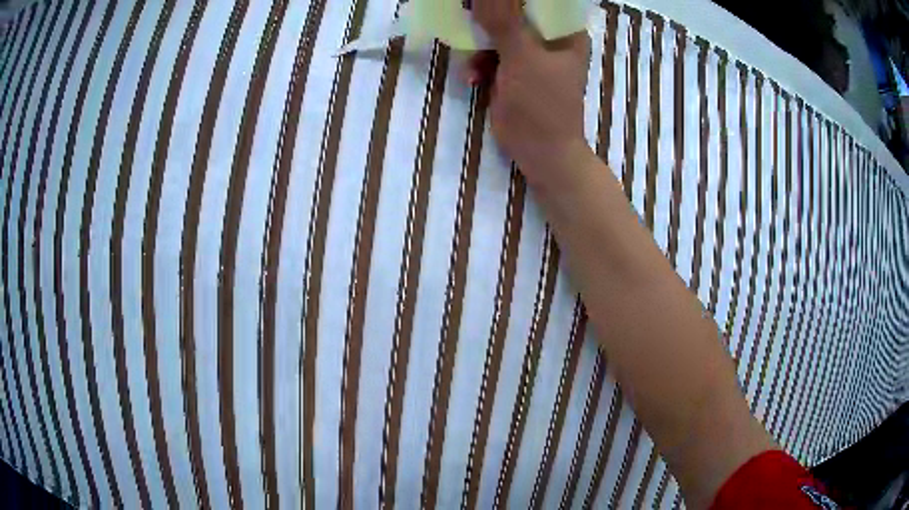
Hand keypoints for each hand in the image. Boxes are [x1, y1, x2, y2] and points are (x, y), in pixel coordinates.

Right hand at [467, 0, 591, 188]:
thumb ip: (503, 21)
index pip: (538, 1)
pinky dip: (478, 64)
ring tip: (473, 66)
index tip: (485, 2)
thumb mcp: (523, 57)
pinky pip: (489, 55)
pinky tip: (471, 78)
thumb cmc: (542, 103)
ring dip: (479, 47)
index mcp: (564, 32)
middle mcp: (548, 39)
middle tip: (469, 20)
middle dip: (488, 20)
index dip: (511, 0)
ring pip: (497, 33)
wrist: (539, 152)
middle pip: (513, 13)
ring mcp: (529, 55)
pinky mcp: (512, 71)